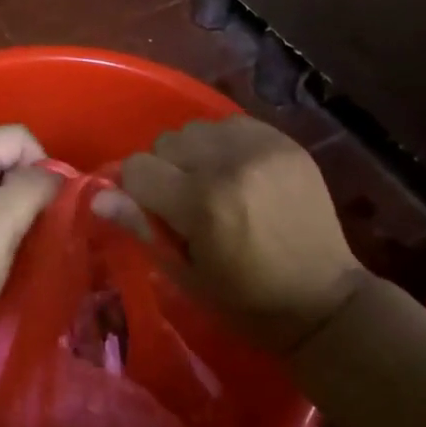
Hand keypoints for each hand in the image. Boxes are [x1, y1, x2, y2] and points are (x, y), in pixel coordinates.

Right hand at [108, 116, 366, 354]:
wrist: (326, 300)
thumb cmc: (249, 302)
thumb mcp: (188, 277)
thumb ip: (143, 228)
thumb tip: (99, 197)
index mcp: (202, 205)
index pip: (138, 168)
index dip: (138, 191)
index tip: (155, 212)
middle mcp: (228, 164)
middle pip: (166, 143)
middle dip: (167, 171)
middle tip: (188, 204)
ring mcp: (261, 147)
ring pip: (197, 129)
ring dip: (196, 154)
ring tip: (215, 185)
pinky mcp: (284, 140)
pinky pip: (232, 124)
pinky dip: (226, 145)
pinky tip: (240, 173)